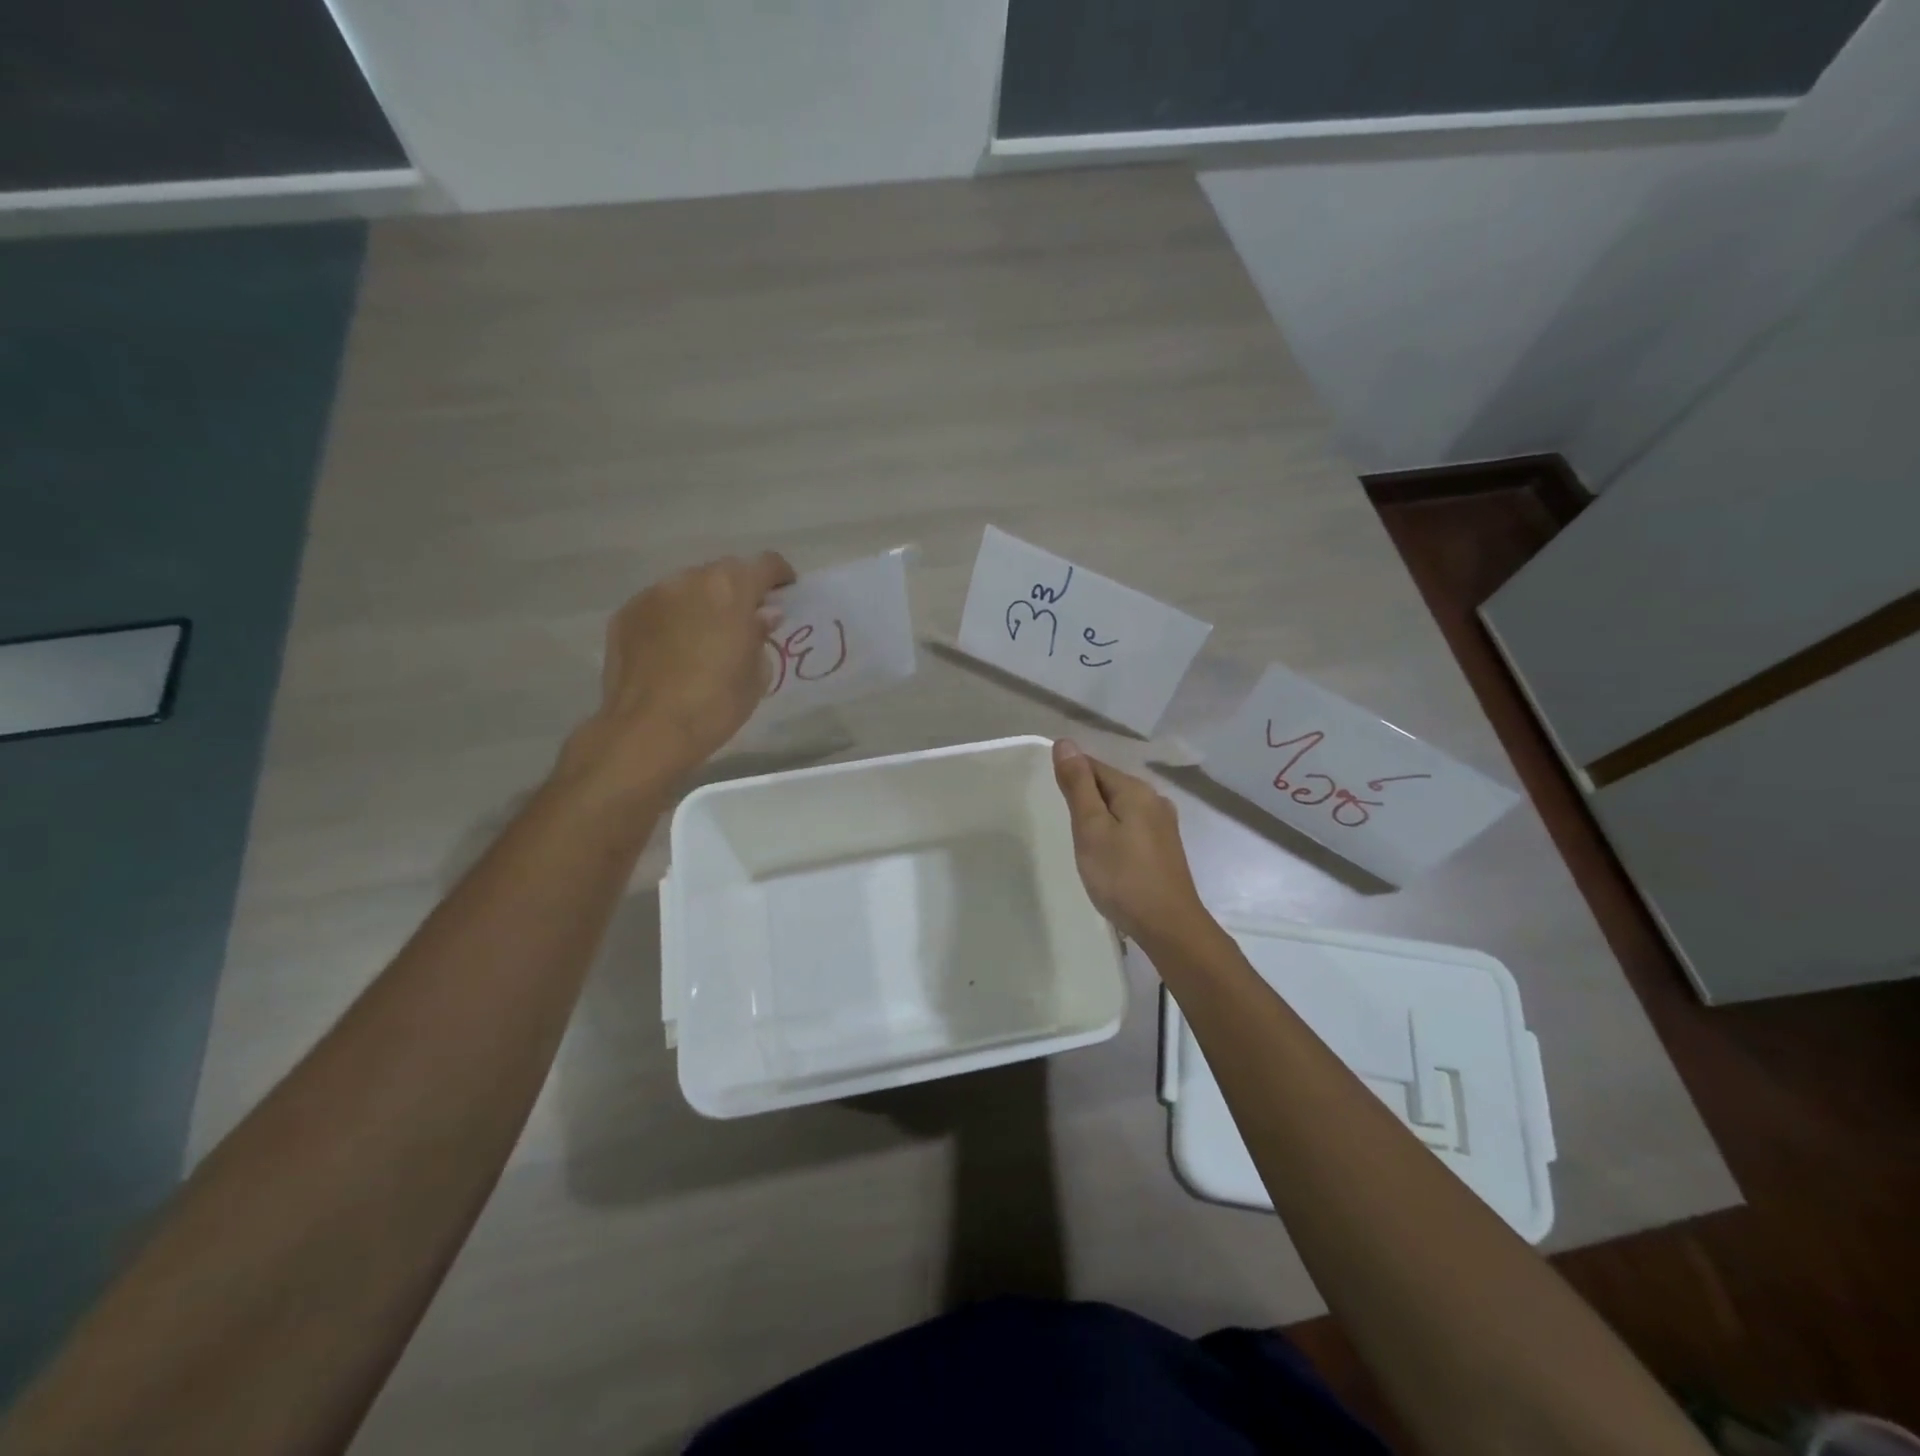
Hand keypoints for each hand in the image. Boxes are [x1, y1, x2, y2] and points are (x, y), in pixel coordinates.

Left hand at [564, 552, 795, 785]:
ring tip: (705, 638)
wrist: (649, 730)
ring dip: (702, 604)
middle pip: (723, 573)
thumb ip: (760, 635)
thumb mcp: (757, 673)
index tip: (785, 593)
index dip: (780, 576)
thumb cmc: (716, 703)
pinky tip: (673, 651)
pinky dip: (672, 620)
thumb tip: (762, 616)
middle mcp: (689, 580)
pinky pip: (659, 608)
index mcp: (730, 588)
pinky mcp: (625, 616)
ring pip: (687, 589)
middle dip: (738, 591)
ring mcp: (652, 595)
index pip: (765, 564)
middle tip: (745, 621)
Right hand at [1051, 739, 1208, 945]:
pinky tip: (1106, 852)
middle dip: (1085, 796)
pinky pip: (1132, 826)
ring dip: (1100, 816)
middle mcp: (1154, 800)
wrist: (1168, 926)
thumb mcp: (1091, 828)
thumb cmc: (1122, 876)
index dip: (1070, 775)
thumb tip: (1065, 742)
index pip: (1094, 766)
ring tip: (1079, 837)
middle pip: (1110, 785)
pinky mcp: (1165, 847)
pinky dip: (1114, 831)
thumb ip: (1078, 786)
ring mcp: (1164, 825)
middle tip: (1061, 820)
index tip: (1049, 794)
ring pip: (1122, 807)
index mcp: (1136, 790)